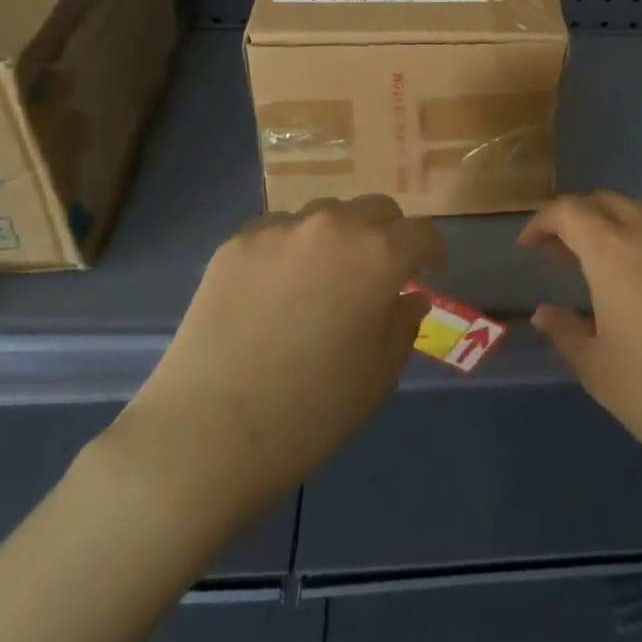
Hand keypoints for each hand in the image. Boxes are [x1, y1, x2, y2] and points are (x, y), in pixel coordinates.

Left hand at [105, 195, 438, 530]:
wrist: (209, 432)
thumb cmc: (312, 410)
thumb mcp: (379, 374)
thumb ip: (404, 323)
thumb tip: (409, 296)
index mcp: (378, 254)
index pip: (422, 232)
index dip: (432, 250)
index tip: (429, 271)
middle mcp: (333, 225)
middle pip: (376, 209)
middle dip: (389, 234)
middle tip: (380, 272)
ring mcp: (280, 229)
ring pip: (325, 214)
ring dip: (339, 237)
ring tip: (325, 278)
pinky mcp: (236, 243)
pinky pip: (279, 232)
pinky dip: (292, 250)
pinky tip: (276, 290)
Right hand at [525, 192, 641, 501]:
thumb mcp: (600, 372)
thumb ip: (566, 334)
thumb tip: (544, 312)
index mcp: (614, 250)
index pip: (569, 212)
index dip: (543, 223)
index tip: (528, 246)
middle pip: (606, 202)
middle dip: (577, 218)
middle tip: (561, 253)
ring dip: (614, 223)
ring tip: (604, 261)